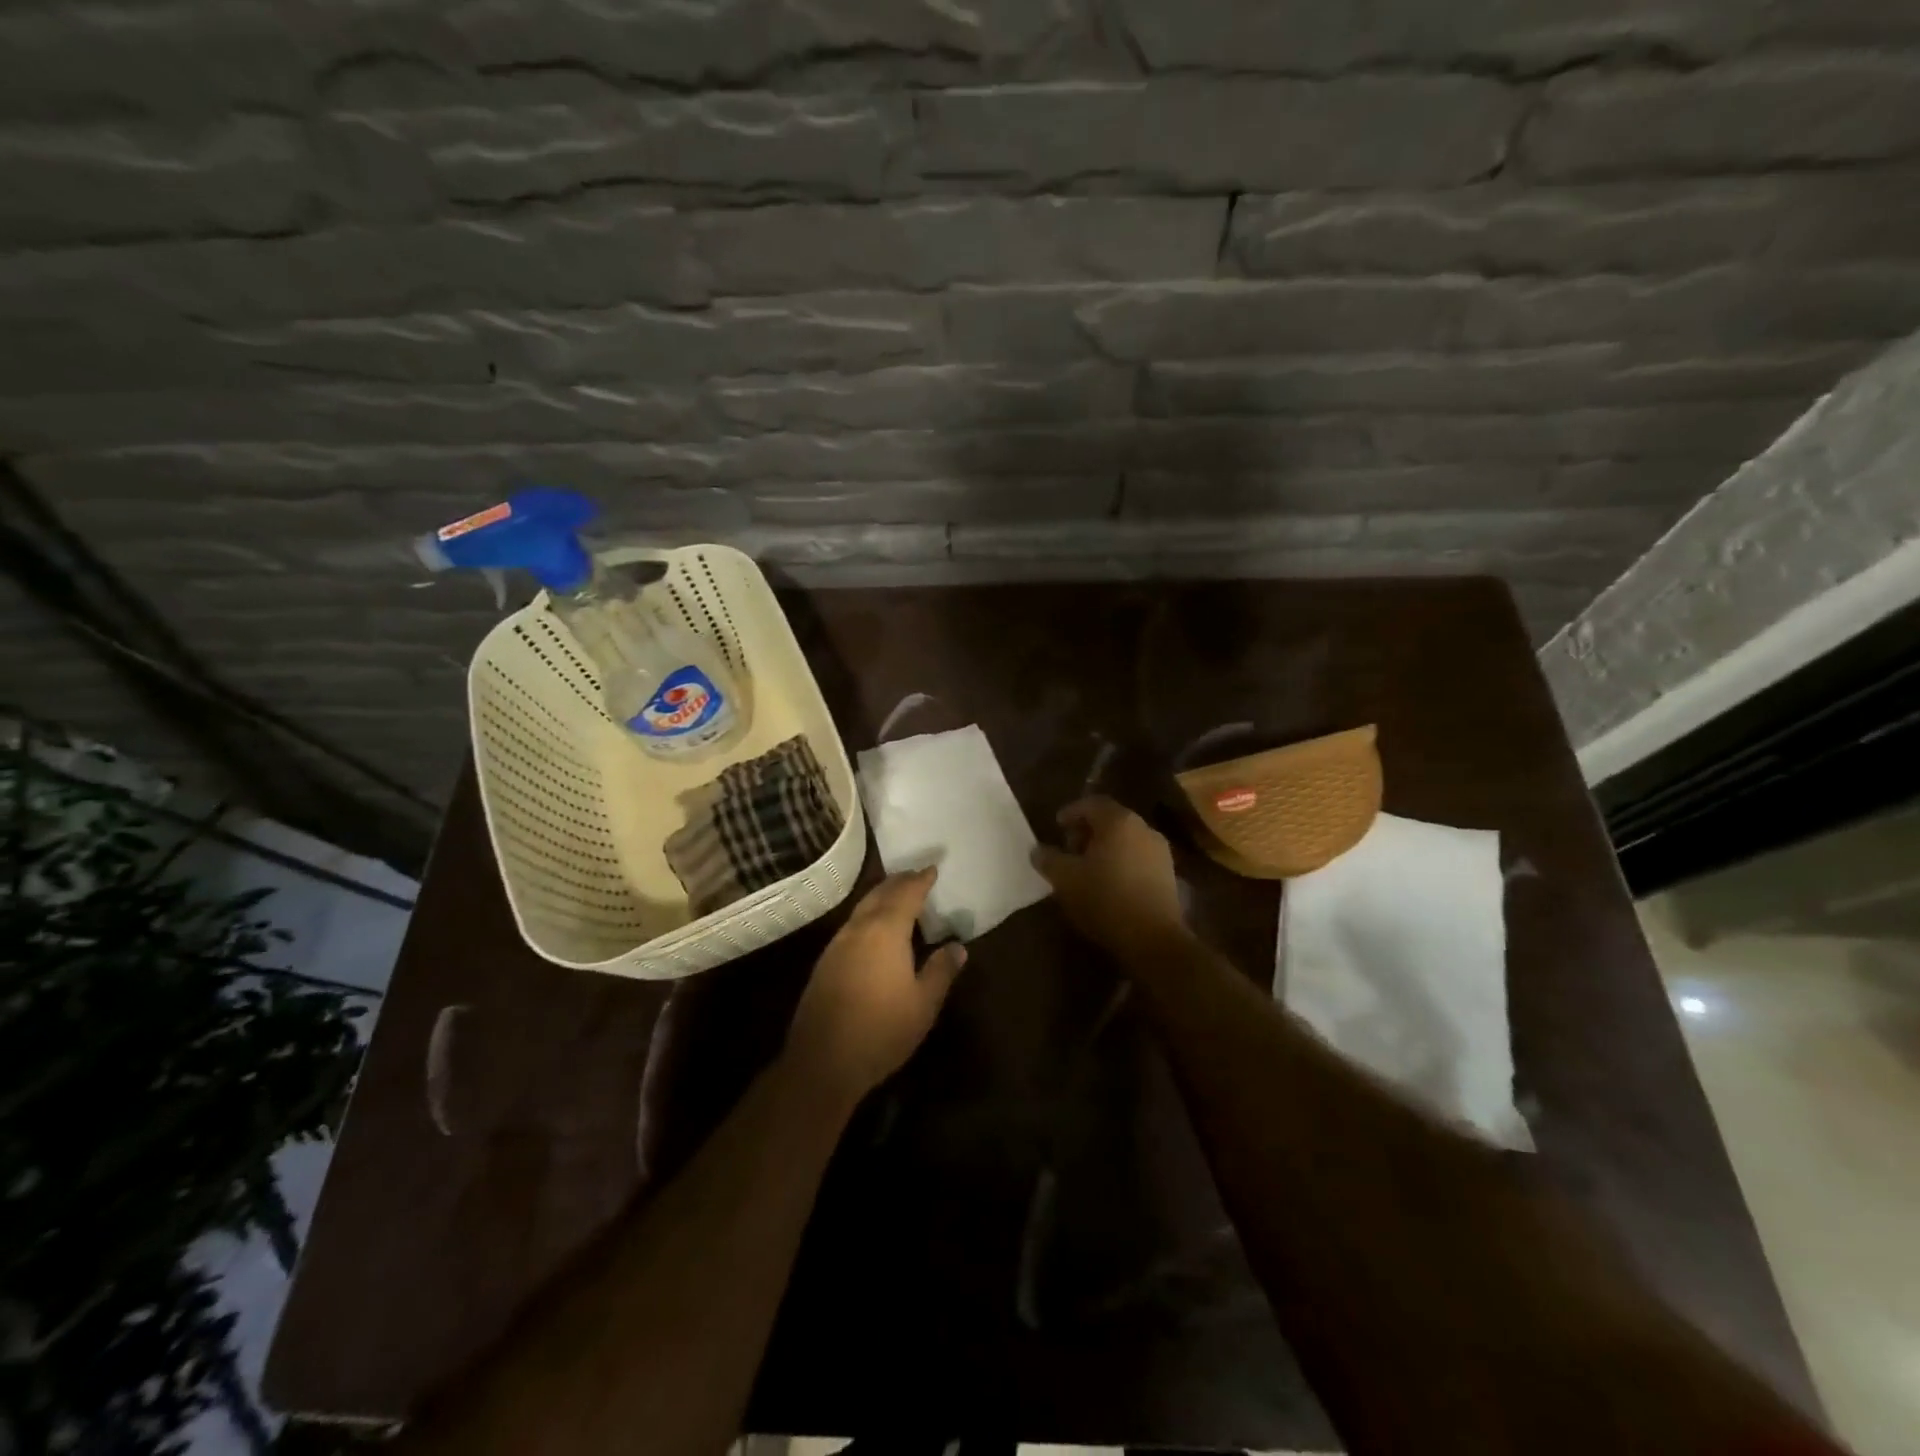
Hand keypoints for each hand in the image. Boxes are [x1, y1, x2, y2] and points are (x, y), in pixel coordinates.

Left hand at [785, 868, 967, 1107]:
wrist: (823, 1061)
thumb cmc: (882, 1030)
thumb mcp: (923, 1004)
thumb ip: (941, 971)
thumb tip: (958, 946)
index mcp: (885, 931)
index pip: (907, 894)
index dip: (921, 880)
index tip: (933, 868)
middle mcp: (858, 929)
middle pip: (880, 894)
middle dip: (899, 882)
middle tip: (916, 875)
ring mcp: (837, 945)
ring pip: (862, 908)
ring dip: (881, 897)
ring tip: (898, 896)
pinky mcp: (825, 963)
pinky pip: (852, 925)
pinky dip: (868, 916)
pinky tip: (874, 930)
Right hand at [1031, 796, 1186, 956]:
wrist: (1152, 938)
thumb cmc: (1105, 898)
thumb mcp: (1065, 879)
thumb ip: (1048, 860)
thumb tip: (1037, 851)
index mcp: (1119, 822)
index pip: (1092, 804)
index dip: (1071, 812)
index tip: (1056, 825)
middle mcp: (1144, 829)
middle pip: (1111, 820)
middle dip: (1087, 831)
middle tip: (1069, 848)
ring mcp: (1160, 852)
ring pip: (1126, 840)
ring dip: (1105, 848)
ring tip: (1086, 869)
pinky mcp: (1169, 876)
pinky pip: (1138, 858)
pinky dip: (1120, 862)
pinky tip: (1108, 884)